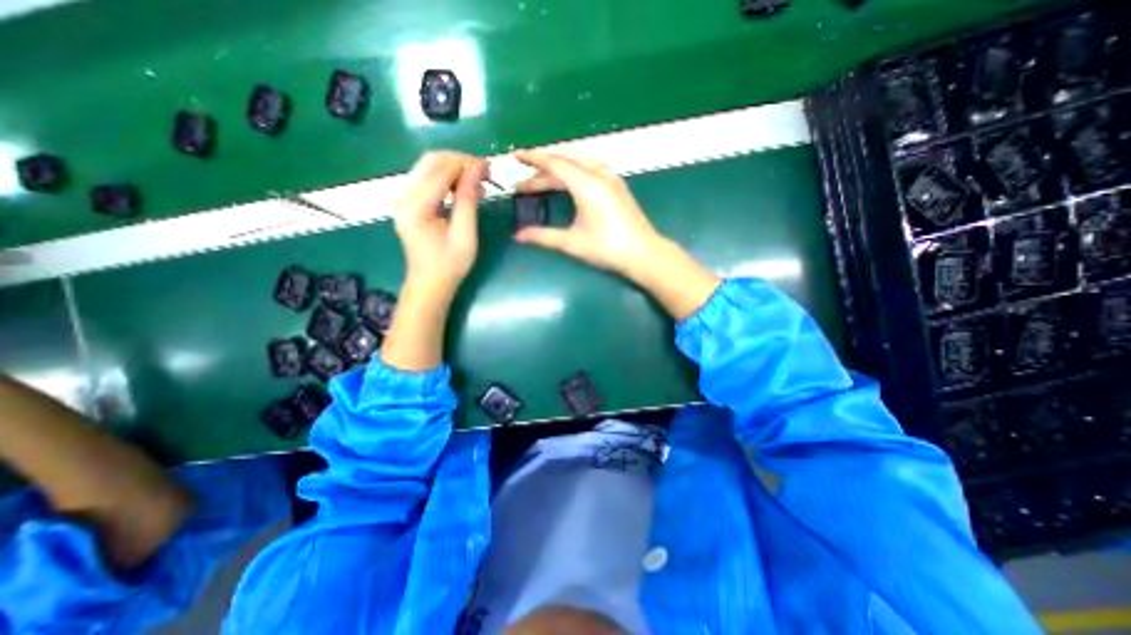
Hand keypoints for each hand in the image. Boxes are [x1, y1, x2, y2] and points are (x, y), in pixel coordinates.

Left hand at [385, 150, 484, 370]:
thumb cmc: (450, 265)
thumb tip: (477, 169)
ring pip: (427, 167)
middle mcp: (402, 197)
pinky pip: (426, 179)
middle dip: (459, 161)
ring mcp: (402, 198)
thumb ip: (468, 199)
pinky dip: (446, 178)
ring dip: (453, 168)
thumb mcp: (464, 234)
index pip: (440, 171)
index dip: (465, 164)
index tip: (489, 166)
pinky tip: (462, 189)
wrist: (429, 284)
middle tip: (484, 172)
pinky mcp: (407, 202)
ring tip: (477, 181)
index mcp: (415, 207)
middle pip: (430, 161)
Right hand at [511, 149, 714, 320]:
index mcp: (586, 184)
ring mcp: (611, 178)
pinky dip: (575, 170)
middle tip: (525, 184)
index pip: (555, 163)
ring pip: (580, 162)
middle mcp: (599, 174)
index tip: (516, 157)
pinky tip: (572, 180)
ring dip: (560, 168)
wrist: (643, 253)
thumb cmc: (607, 248)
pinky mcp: (618, 186)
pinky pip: (592, 167)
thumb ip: (543, 236)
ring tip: (545, 179)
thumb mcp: (572, 243)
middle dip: (543, 171)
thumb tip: (518, 236)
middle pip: (565, 163)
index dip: (533, 159)